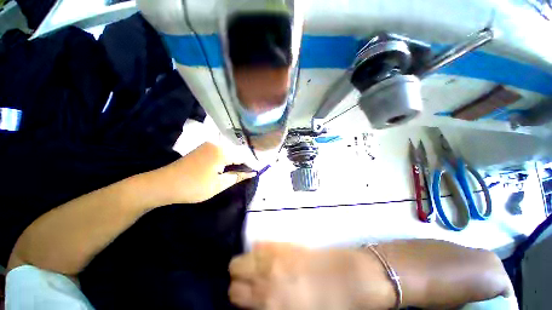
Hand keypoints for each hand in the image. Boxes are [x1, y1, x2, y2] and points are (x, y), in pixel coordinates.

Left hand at [155, 142, 255, 203]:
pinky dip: (224, 161)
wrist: (162, 184)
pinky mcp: (202, 149)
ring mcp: (207, 145)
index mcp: (222, 151)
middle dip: (241, 164)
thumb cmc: (193, 186)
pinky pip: (219, 153)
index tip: (255, 174)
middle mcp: (216, 144)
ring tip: (236, 173)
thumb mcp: (219, 184)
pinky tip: (225, 169)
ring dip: (233, 163)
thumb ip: (238, 177)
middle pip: (235, 153)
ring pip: (228, 153)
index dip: (250, 166)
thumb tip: (252, 173)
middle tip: (245, 175)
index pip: (243, 157)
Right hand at [228, 243, 392, 309]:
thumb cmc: (326, 304)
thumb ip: (271, 303)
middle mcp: (267, 276)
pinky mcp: (286, 243)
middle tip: (246, 277)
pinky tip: (261, 250)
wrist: (350, 278)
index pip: (235, 293)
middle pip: (236, 270)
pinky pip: (262, 243)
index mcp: (270, 301)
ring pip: (246, 253)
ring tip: (251, 264)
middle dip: (237, 275)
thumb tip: (257, 295)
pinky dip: (259, 248)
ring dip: (245, 260)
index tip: (241, 290)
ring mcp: (276, 255)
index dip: (236, 291)